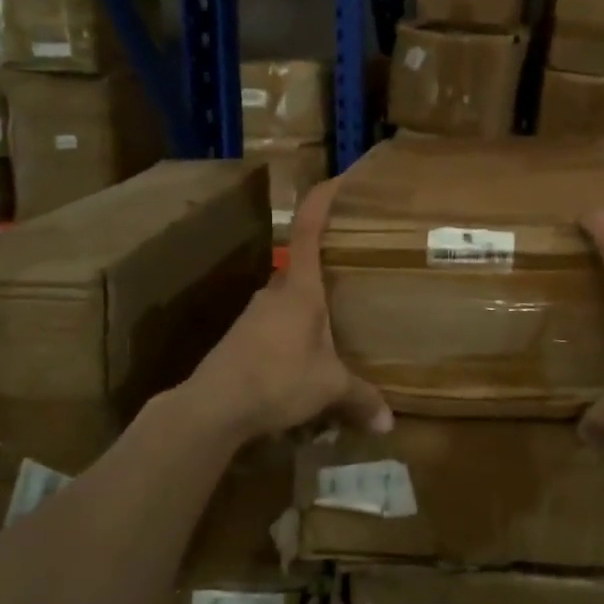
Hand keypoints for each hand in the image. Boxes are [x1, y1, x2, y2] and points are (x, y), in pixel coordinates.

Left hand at [187, 177, 392, 438]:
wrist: (213, 406)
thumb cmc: (278, 379)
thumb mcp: (328, 388)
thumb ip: (361, 399)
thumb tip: (390, 424)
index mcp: (300, 289)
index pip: (309, 229)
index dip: (322, 200)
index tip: (339, 179)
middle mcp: (275, 292)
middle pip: (302, 265)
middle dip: (327, 265)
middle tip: (355, 270)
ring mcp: (254, 314)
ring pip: (288, 298)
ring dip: (309, 305)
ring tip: (336, 321)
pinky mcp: (241, 337)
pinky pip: (276, 324)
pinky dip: (293, 331)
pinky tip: (305, 356)